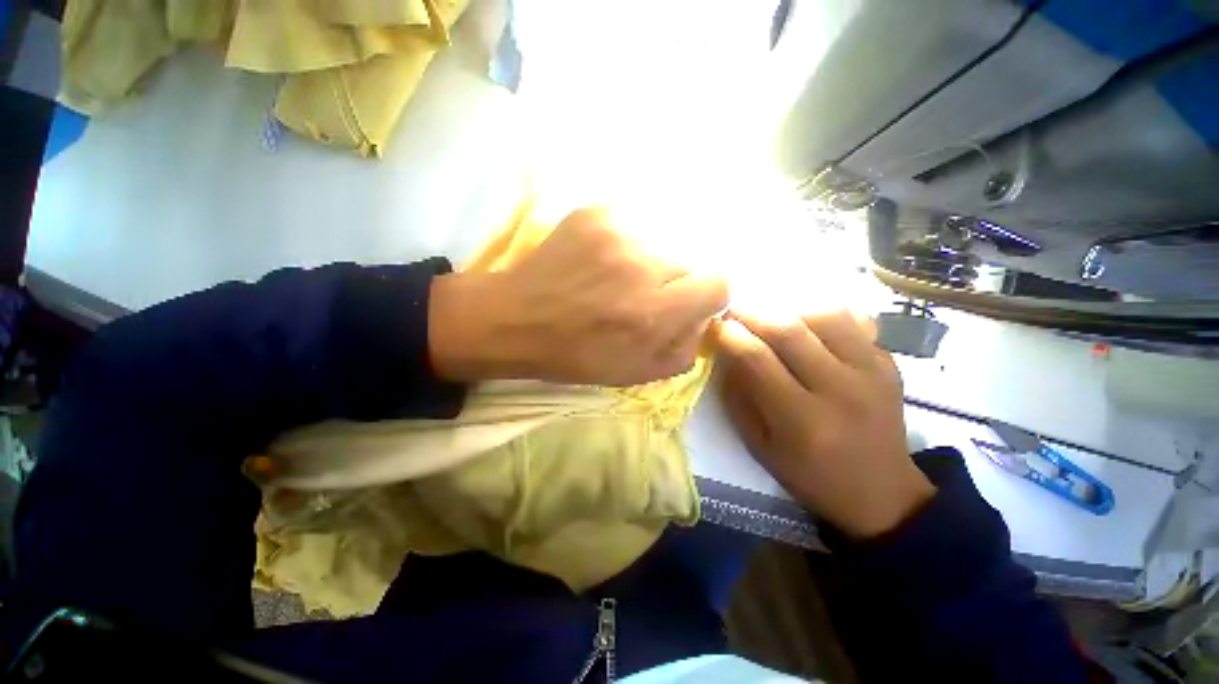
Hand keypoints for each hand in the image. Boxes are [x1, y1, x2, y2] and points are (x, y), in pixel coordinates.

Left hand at [430, 207, 728, 385]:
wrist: (516, 320)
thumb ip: (684, 350)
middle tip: (638, 298)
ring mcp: (617, 232)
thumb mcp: (636, 373)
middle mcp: (641, 266)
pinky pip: (632, 226)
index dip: (704, 298)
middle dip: (670, 284)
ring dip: (646, 264)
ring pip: (660, 244)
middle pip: (687, 264)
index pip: (717, 285)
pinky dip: (624, 245)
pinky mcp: (596, 213)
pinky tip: (598, 262)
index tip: (683, 306)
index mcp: (653, 312)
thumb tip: (703, 321)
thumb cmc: (575, 354)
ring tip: (614, 280)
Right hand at [715, 310, 934, 538]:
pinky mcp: (889, 364)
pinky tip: (805, 323)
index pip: (757, 359)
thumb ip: (738, 397)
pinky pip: (854, 322)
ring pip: (824, 316)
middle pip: (790, 330)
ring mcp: (872, 373)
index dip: (730, 335)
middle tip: (733, 308)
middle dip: (752, 312)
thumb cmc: (810, 475)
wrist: (882, 492)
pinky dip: (821, 314)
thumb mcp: (759, 446)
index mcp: (802, 421)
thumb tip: (726, 354)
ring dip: (788, 308)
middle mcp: (841, 391)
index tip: (715, 326)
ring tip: (769, 315)